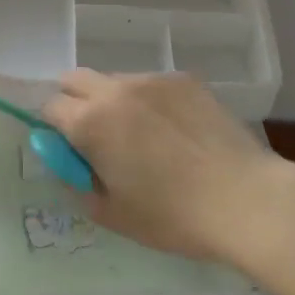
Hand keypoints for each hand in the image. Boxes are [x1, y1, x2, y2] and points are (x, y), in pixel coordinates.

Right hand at [41, 72, 281, 262]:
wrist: (245, 199)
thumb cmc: (173, 216)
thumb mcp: (113, 213)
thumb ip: (78, 182)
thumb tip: (69, 162)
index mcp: (91, 122)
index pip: (50, 107)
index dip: (53, 128)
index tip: (69, 149)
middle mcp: (116, 90)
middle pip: (75, 78)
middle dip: (74, 101)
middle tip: (95, 137)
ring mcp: (154, 80)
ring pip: (116, 80)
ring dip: (114, 101)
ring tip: (144, 137)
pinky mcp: (185, 80)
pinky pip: (152, 84)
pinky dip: (150, 101)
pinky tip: (176, 132)